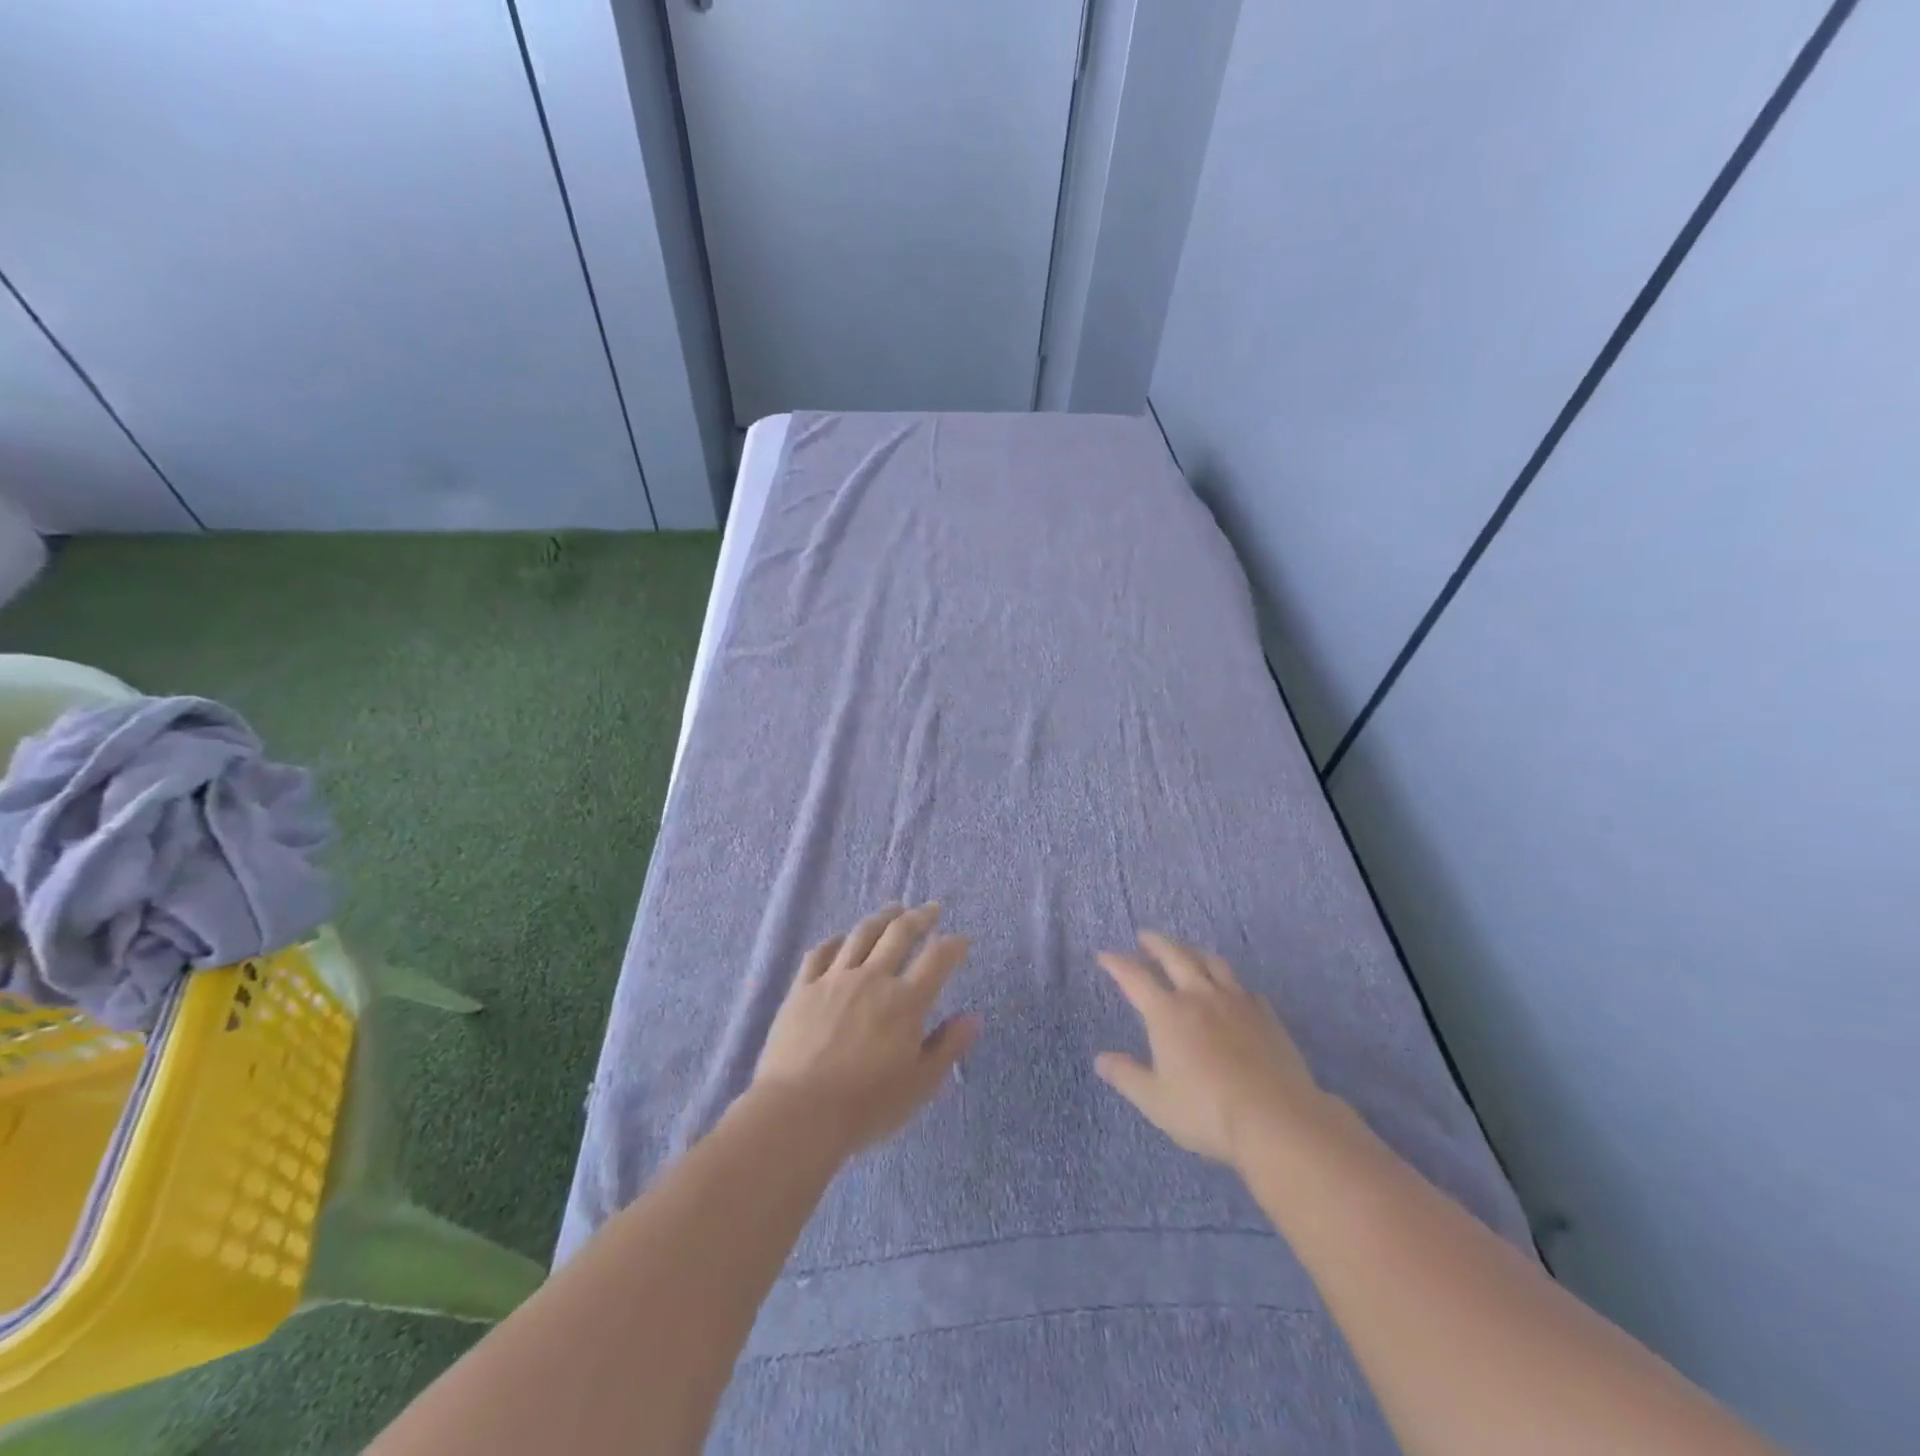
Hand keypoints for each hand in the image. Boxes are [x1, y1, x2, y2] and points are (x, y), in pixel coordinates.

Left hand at [754, 903, 980, 1156]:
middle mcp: (872, 978)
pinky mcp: (802, 988)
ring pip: (861, 934)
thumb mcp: (919, 1084)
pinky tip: (842, 938)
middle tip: (931, 909)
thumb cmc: (866, 1105)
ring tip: (893, 910)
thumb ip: (948, 1047)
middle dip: (919, 917)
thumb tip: (973, 1018)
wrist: (799, 1112)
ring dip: (881, 918)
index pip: (937, 959)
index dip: (953, 945)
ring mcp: (834, 979)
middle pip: (899, 934)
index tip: (962, 940)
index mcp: (905, 1001)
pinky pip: (820, 953)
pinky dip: (836, 940)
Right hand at [1095, 931, 1329, 1169]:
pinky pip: (1244, 987)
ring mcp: (1236, 1002)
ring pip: (1212, 963)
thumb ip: (1126, 1076)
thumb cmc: (1207, 1111)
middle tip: (1145, 936)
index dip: (1116, 963)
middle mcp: (1199, 996)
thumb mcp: (1155, 1100)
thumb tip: (1101, 1059)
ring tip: (1186, 951)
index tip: (1104, 955)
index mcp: (1167, 1013)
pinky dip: (1230, 982)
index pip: (1135, 977)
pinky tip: (1232, 990)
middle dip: (1156, 943)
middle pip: (1175, 956)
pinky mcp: (1265, 1015)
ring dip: (1193, 951)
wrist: (1276, 1120)